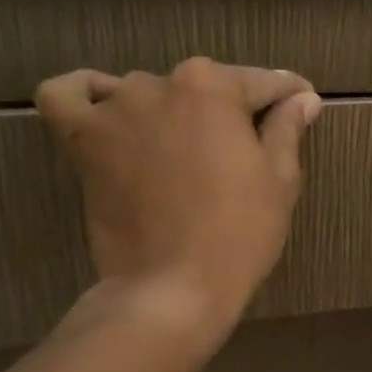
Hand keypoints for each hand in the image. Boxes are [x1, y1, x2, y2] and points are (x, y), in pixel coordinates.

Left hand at [34, 59, 321, 349]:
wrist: (172, 288)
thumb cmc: (239, 233)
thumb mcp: (280, 179)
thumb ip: (287, 127)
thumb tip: (303, 98)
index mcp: (213, 86)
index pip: (262, 83)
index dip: (289, 96)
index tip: (303, 104)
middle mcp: (160, 83)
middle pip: (205, 86)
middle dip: (231, 109)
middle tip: (248, 149)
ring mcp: (115, 110)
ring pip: (148, 93)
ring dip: (170, 111)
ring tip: (187, 149)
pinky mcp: (82, 141)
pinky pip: (68, 97)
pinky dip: (85, 94)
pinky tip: (106, 108)